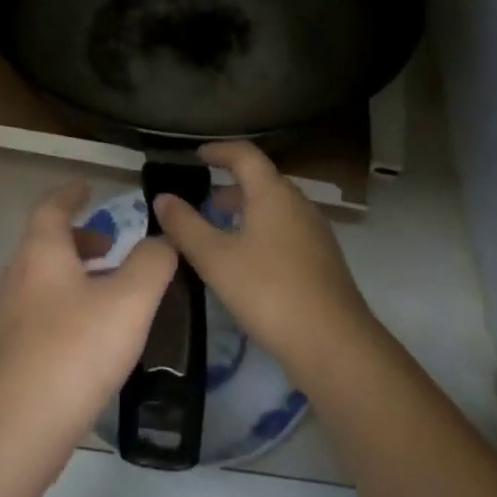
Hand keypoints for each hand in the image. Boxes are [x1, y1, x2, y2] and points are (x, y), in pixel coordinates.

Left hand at [0, 180, 176, 466]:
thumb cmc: (73, 353)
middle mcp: (16, 277)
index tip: (88, 186)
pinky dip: (65, 307)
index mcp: (40, 254)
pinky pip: (39, 313)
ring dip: (74, 275)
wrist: (12, 433)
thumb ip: (152, 264)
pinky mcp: (6, 356)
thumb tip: (162, 240)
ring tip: (110, 292)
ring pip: (42, 280)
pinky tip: (90, 338)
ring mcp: (6, 319)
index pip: (52, 207)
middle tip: (111, 245)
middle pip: (46, 244)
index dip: (71, 194)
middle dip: (79, 239)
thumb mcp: (128, 302)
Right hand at [152, 141, 376, 385]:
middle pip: (261, 181)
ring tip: (216, 232)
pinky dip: (260, 232)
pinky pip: (285, 230)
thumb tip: (162, 197)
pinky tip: (245, 262)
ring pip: (274, 208)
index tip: (196, 156)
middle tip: (199, 202)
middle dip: (228, 186)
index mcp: (273, 193)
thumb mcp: (216, 259)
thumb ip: (185, 225)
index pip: (245, 154)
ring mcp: (315, 232)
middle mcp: (298, 204)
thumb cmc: (269, 292)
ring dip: (244, 211)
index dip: (218, 151)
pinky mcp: (322, 260)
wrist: (334, 345)